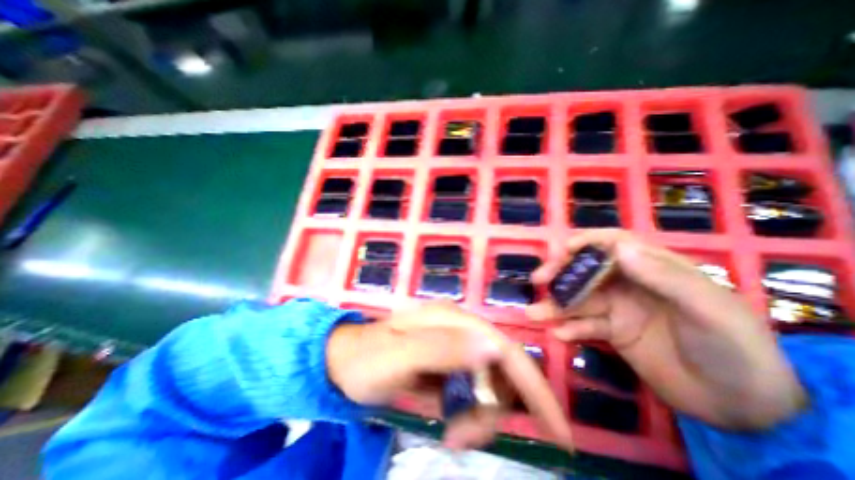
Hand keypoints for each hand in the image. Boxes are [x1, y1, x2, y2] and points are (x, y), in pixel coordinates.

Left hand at [329, 303, 574, 450]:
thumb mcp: (398, 357)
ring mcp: (453, 346)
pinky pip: (472, 390)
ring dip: (478, 416)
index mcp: (452, 320)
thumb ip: (442, 348)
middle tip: (463, 438)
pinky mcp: (448, 363)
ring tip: (450, 433)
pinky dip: (468, 413)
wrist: (342, 362)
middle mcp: (459, 329)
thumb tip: (493, 346)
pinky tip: (447, 420)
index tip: (557, 432)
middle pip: (500, 370)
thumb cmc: (366, 359)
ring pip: (488, 384)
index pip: (505, 349)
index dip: (534, 386)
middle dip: (494, 410)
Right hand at [525, 230, 805, 430]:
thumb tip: (620, 247)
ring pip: (580, 299)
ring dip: (556, 305)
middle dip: (561, 273)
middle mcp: (630, 283)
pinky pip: (585, 325)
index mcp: (654, 267)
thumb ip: (664, 276)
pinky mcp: (613, 332)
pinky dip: (571, 328)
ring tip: (535, 314)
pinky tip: (559, 335)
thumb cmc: (733, 348)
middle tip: (538, 281)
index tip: (562, 251)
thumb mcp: (707, 309)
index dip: (586, 243)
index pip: (613, 244)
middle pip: (587, 270)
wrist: (744, 409)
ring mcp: (619, 308)